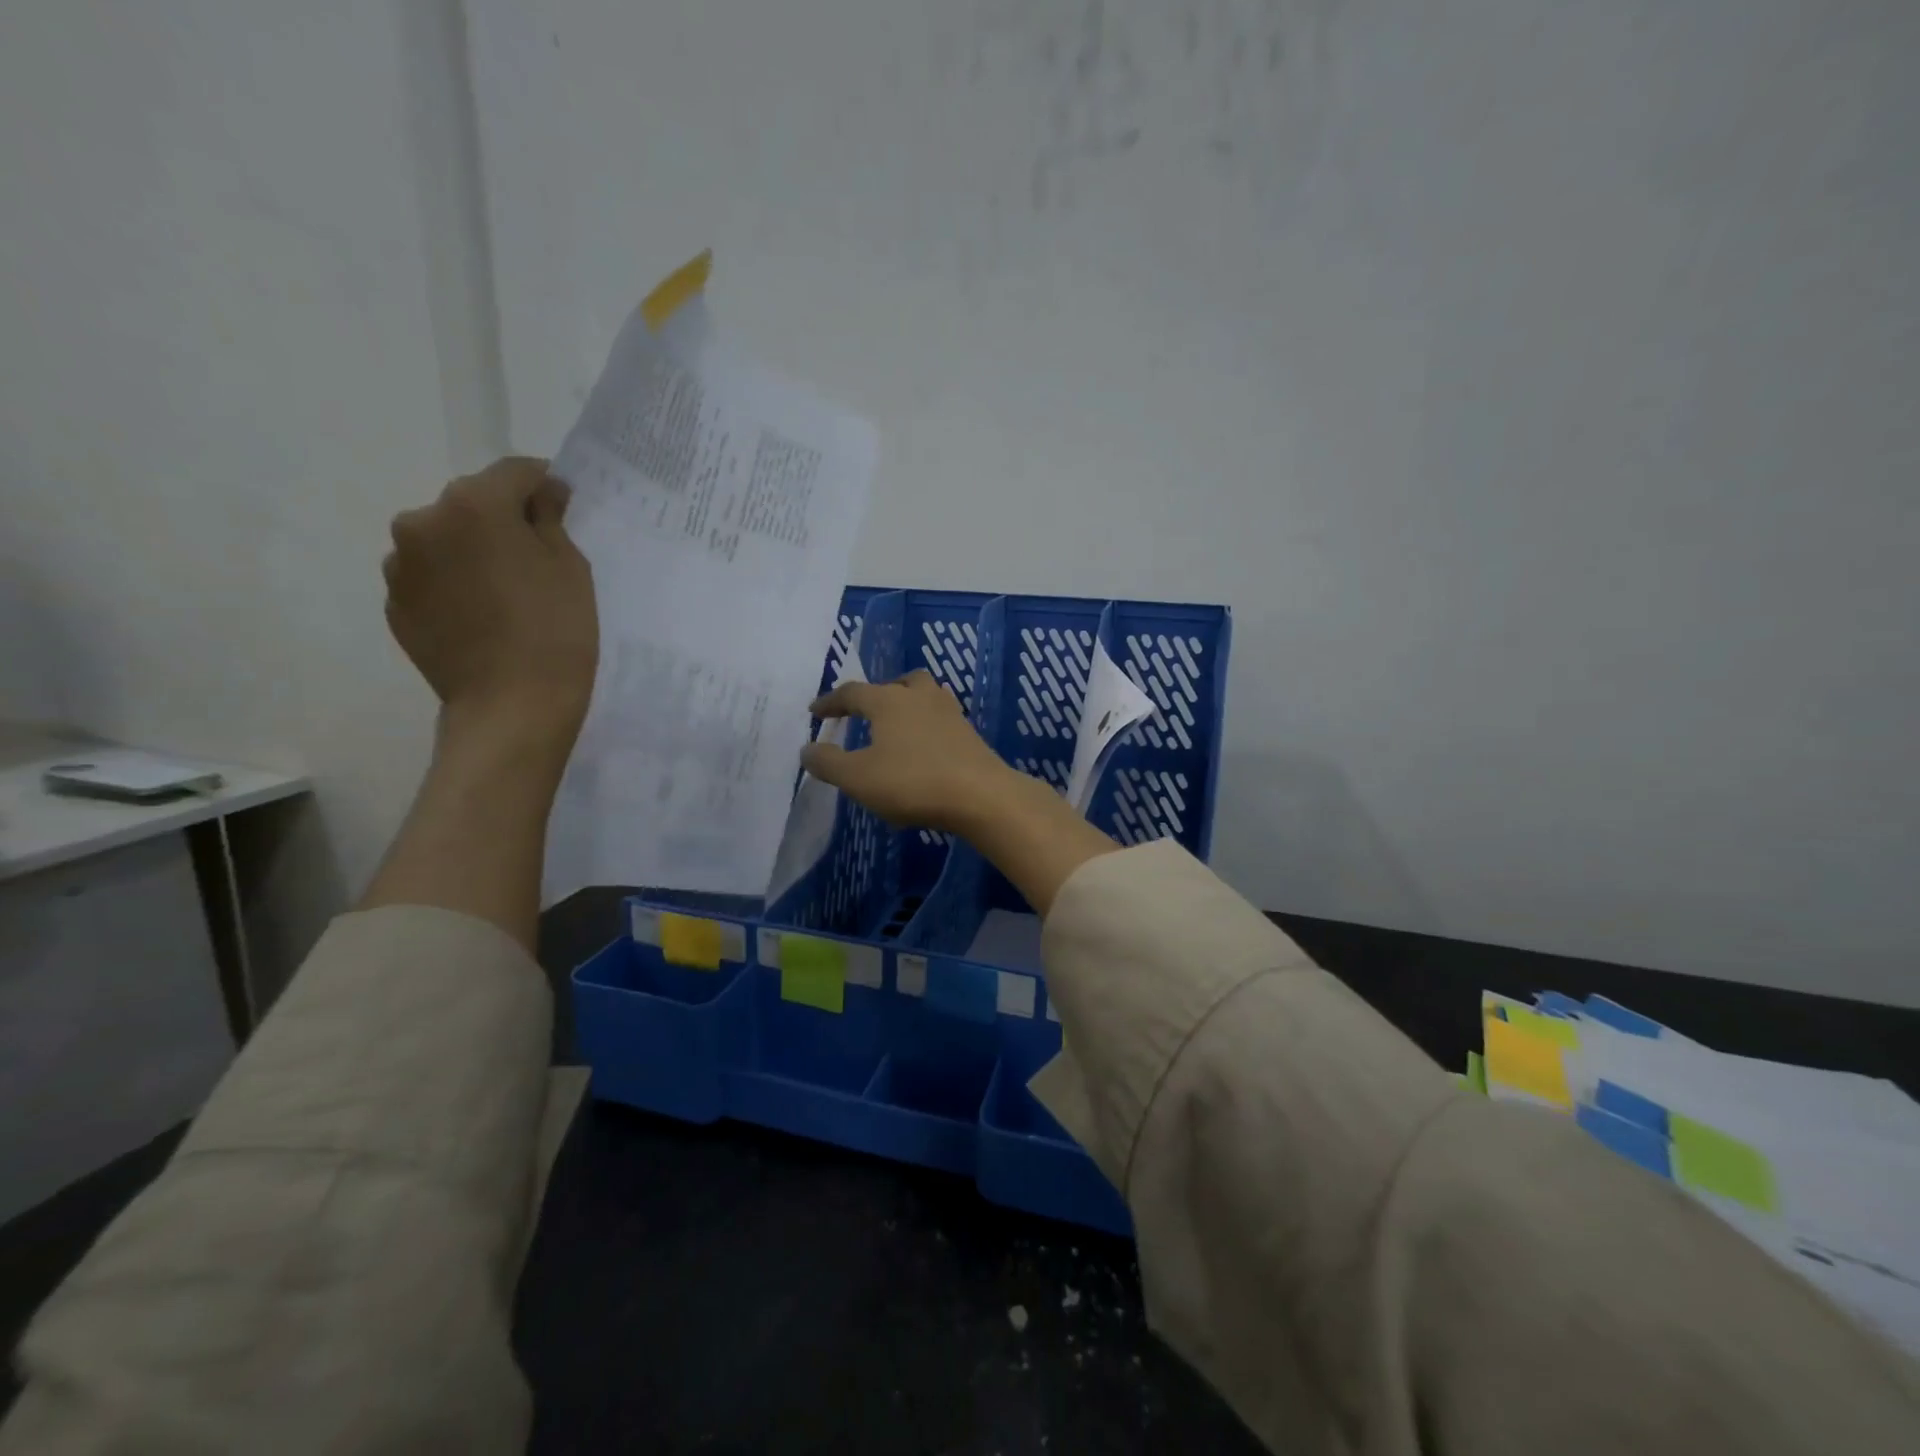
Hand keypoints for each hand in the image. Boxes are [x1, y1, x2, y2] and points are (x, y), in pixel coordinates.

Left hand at [383, 457, 595, 759]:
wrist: (511, 706)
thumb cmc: (556, 631)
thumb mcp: (571, 567)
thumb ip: (549, 519)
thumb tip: (539, 496)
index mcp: (473, 505)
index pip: (514, 472)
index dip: (544, 483)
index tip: (563, 504)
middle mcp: (423, 521)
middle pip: (472, 503)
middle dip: (504, 519)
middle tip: (537, 554)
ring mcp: (401, 565)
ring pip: (446, 540)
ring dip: (473, 550)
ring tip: (505, 591)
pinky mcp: (396, 602)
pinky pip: (431, 577)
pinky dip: (455, 583)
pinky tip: (483, 615)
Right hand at [801, 671, 1019, 833]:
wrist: (981, 795)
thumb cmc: (912, 782)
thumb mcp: (858, 778)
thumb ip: (828, 763)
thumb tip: (807, 749)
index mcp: (888, 701)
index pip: (852, 693)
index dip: (830, 702)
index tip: (815, 712)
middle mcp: (919, 696)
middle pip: (896, 683)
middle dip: (876, 694)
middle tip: (863, 710)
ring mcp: (949, 712)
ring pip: (924, 694)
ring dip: (906, 702)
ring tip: (896, 724)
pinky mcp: (969, 733)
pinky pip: (940, 717)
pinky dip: (925, 724)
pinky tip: (923, 746)